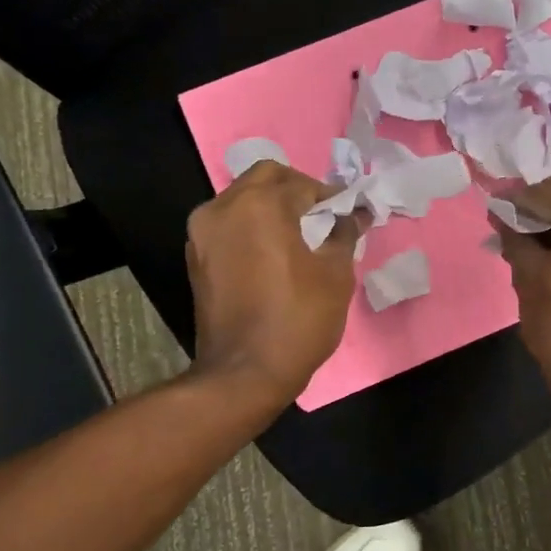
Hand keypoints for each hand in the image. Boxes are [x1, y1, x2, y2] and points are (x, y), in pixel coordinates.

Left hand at [185, 161, 363, 403]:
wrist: (244, 373)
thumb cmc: (298, 318)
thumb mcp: (335, 273)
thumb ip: (344, 233)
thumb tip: (354, 214)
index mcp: (260, 204)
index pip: (303, 183)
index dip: (331, 196)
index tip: (349, 212)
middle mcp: (224, 207)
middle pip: (265, 177)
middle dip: (297, 189)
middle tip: (322, 215)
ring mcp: (203, 232)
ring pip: (242, 198)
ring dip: (271, 205)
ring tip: (299, 234)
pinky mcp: (196, 257)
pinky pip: (228, 224)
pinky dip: (252, 226)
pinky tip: (274, 251)